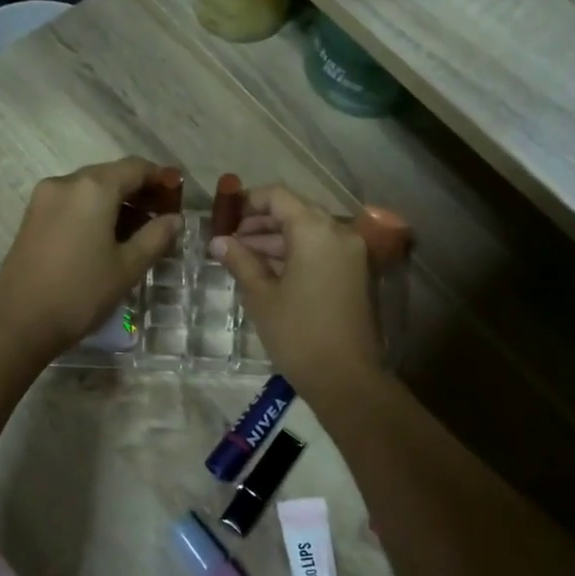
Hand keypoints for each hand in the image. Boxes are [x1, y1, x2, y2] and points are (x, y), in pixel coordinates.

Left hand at [0, 158, 181, 357]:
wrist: (19, 323)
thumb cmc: (81, 293)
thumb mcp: (128, 267)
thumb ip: (156, 237)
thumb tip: (174, 219)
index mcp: (93, 187)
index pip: (136, 168)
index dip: (161, 179)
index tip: (179, 198)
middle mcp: (66, 182)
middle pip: (111, 175)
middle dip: (139, 192)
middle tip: (162, 220)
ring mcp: (44, 198)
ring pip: (90, 190)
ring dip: (117, 204)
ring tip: (138, 235)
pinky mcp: (32, 217)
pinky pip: (72, 203)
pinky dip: (94, 212)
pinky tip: (107, 240)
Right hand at [210, 186, 382, 398]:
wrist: (347, 378)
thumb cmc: (298, 334)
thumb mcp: (261, 296)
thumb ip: (240, 261)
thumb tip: (218, 241)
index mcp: (316, 231)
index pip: (279, 197)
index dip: (249, 202)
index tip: (225, 218)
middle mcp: (339, 233)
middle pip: (296, 212)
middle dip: (261, 224)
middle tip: (230, 241)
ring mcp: (353, 254)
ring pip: (309, 233)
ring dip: (277, 240)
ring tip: (243, 259)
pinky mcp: (356, 274)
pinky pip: (322, 251)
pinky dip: (296, 254)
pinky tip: (269, 272)